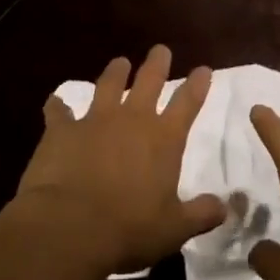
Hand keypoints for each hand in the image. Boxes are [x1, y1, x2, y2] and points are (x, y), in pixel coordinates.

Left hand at [16, 45, 226, 277]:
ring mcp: (95, 120)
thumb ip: (201, 214)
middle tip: (160, 49)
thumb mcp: (175, 229)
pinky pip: (59, 111)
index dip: (197, 84)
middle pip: (149, 80)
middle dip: (157, 63)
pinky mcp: (62, 130)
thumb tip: (225, 207)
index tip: (203, 68)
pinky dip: (58, 107)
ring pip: (108, 85)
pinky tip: (54, 102)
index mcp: (164, 139)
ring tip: (119, 62)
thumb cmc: (129, 229)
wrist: (70, 226)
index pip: (187, 103)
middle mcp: (133, 119)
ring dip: (115, 72)